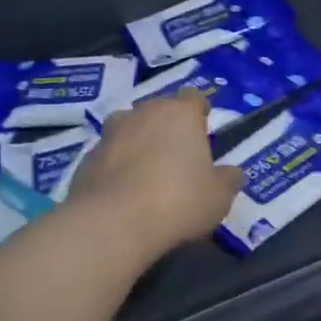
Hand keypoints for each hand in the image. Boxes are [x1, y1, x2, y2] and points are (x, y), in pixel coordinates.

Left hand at [68, 90, 244, 261]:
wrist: (113, 222)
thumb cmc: (178, 201)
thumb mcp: (218, 197)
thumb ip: (228, 180)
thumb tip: (233, 173)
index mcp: (180, 113)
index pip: (194, 98)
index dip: (200, 111)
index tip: (204, 128)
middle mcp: (143, 113)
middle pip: (159, 111)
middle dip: (168, 127)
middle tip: (178, 156)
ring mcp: (110, 133)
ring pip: (130, 129)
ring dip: (139, 143)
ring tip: (147, 174)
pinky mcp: (87, 157)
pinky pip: (109, 156)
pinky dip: (117, 167)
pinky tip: (124, 193)